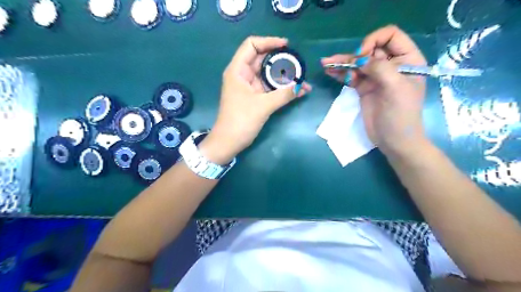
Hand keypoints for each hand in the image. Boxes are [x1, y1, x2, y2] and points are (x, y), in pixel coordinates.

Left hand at [201, 36, 310, 164]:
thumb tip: (303, 86)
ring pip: (268, 74)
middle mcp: (243, 75)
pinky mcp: (254, 97)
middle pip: (262, 59)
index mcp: (238, 70)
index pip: (252, 45)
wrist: (229, 142)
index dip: (269, 42)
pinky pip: (269, 87)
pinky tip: (296, 90)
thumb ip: (284, 94)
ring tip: (301, 78)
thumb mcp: (263, 106)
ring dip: (284, 75)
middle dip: (281, 60)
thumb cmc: (240, 121)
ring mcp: (249, 86)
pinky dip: (281, 87)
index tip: (287, 46)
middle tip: (299, 64)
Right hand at [323, 25, 426, 156]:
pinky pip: (351, 77)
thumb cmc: (401, 114)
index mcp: (407, 60)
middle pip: (370, 50)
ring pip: (358, 64)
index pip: (390, 36)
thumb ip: (380, 69)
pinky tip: (330, 72)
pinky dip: (341, 74)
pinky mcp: (364, 88)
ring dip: (342, 63)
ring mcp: (376, 78)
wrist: (393, 140)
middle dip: (353, 54)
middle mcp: (391, 65)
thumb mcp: (395, 88)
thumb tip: (360, 59)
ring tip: (326, 63)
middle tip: (337, 62)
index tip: (362, 56)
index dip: (374, 41)